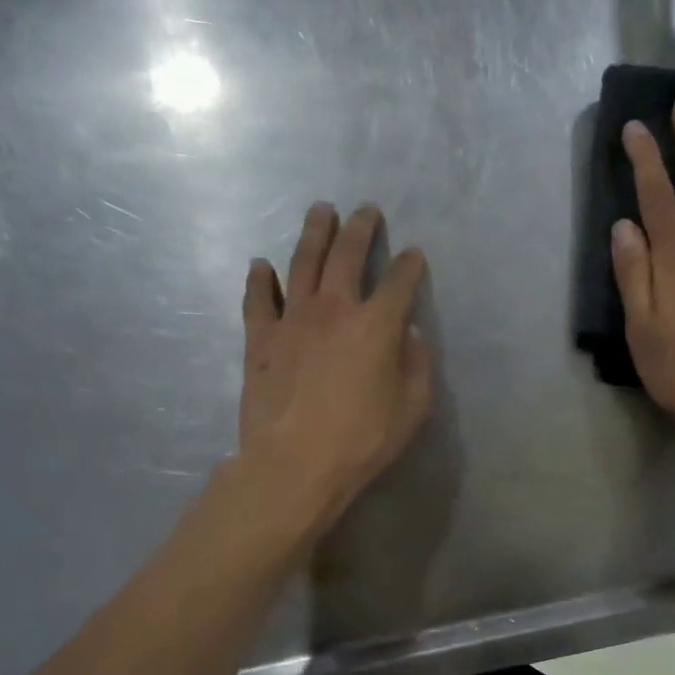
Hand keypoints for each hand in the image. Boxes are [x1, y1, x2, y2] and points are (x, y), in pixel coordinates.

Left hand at [239, 202, 432, 536]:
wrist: (294, 464)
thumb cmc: (361, 440)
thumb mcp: (411, 409)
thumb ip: (416, 366)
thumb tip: (410, 335)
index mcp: (376, 325)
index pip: (400, 282)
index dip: (409, 265)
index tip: (413, 254)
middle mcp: (334, 309)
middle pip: (347, 255)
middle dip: (360, 228)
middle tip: (365, 210)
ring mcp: (292, 320)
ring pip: (302, 262)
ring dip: (313, 233)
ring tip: (320, 211)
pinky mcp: (260, 339)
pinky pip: (258, 299)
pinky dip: (260, 279)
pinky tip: (261, 265)